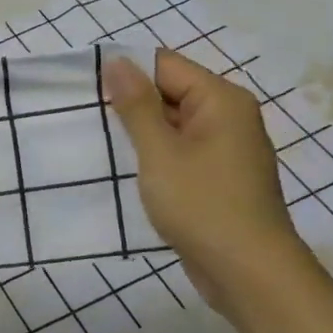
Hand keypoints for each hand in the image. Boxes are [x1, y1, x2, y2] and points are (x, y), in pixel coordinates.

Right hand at [102, 50, 303, 313]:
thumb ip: (137, 106)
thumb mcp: (160, 153)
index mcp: (221, 100)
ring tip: (99, 141)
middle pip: (171, 92)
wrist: (248, 271)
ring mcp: (226, 149)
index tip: (85, 88)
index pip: (165, 65)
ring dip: (140, 132)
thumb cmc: (202, 205)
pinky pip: (181, 151)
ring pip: (173, 125)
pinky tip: (127, 170)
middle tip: (85, 116)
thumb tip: (117, 61)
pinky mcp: (218, 177)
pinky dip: (155, 156)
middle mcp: (229, 116)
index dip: (126, 72)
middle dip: (130, 103)